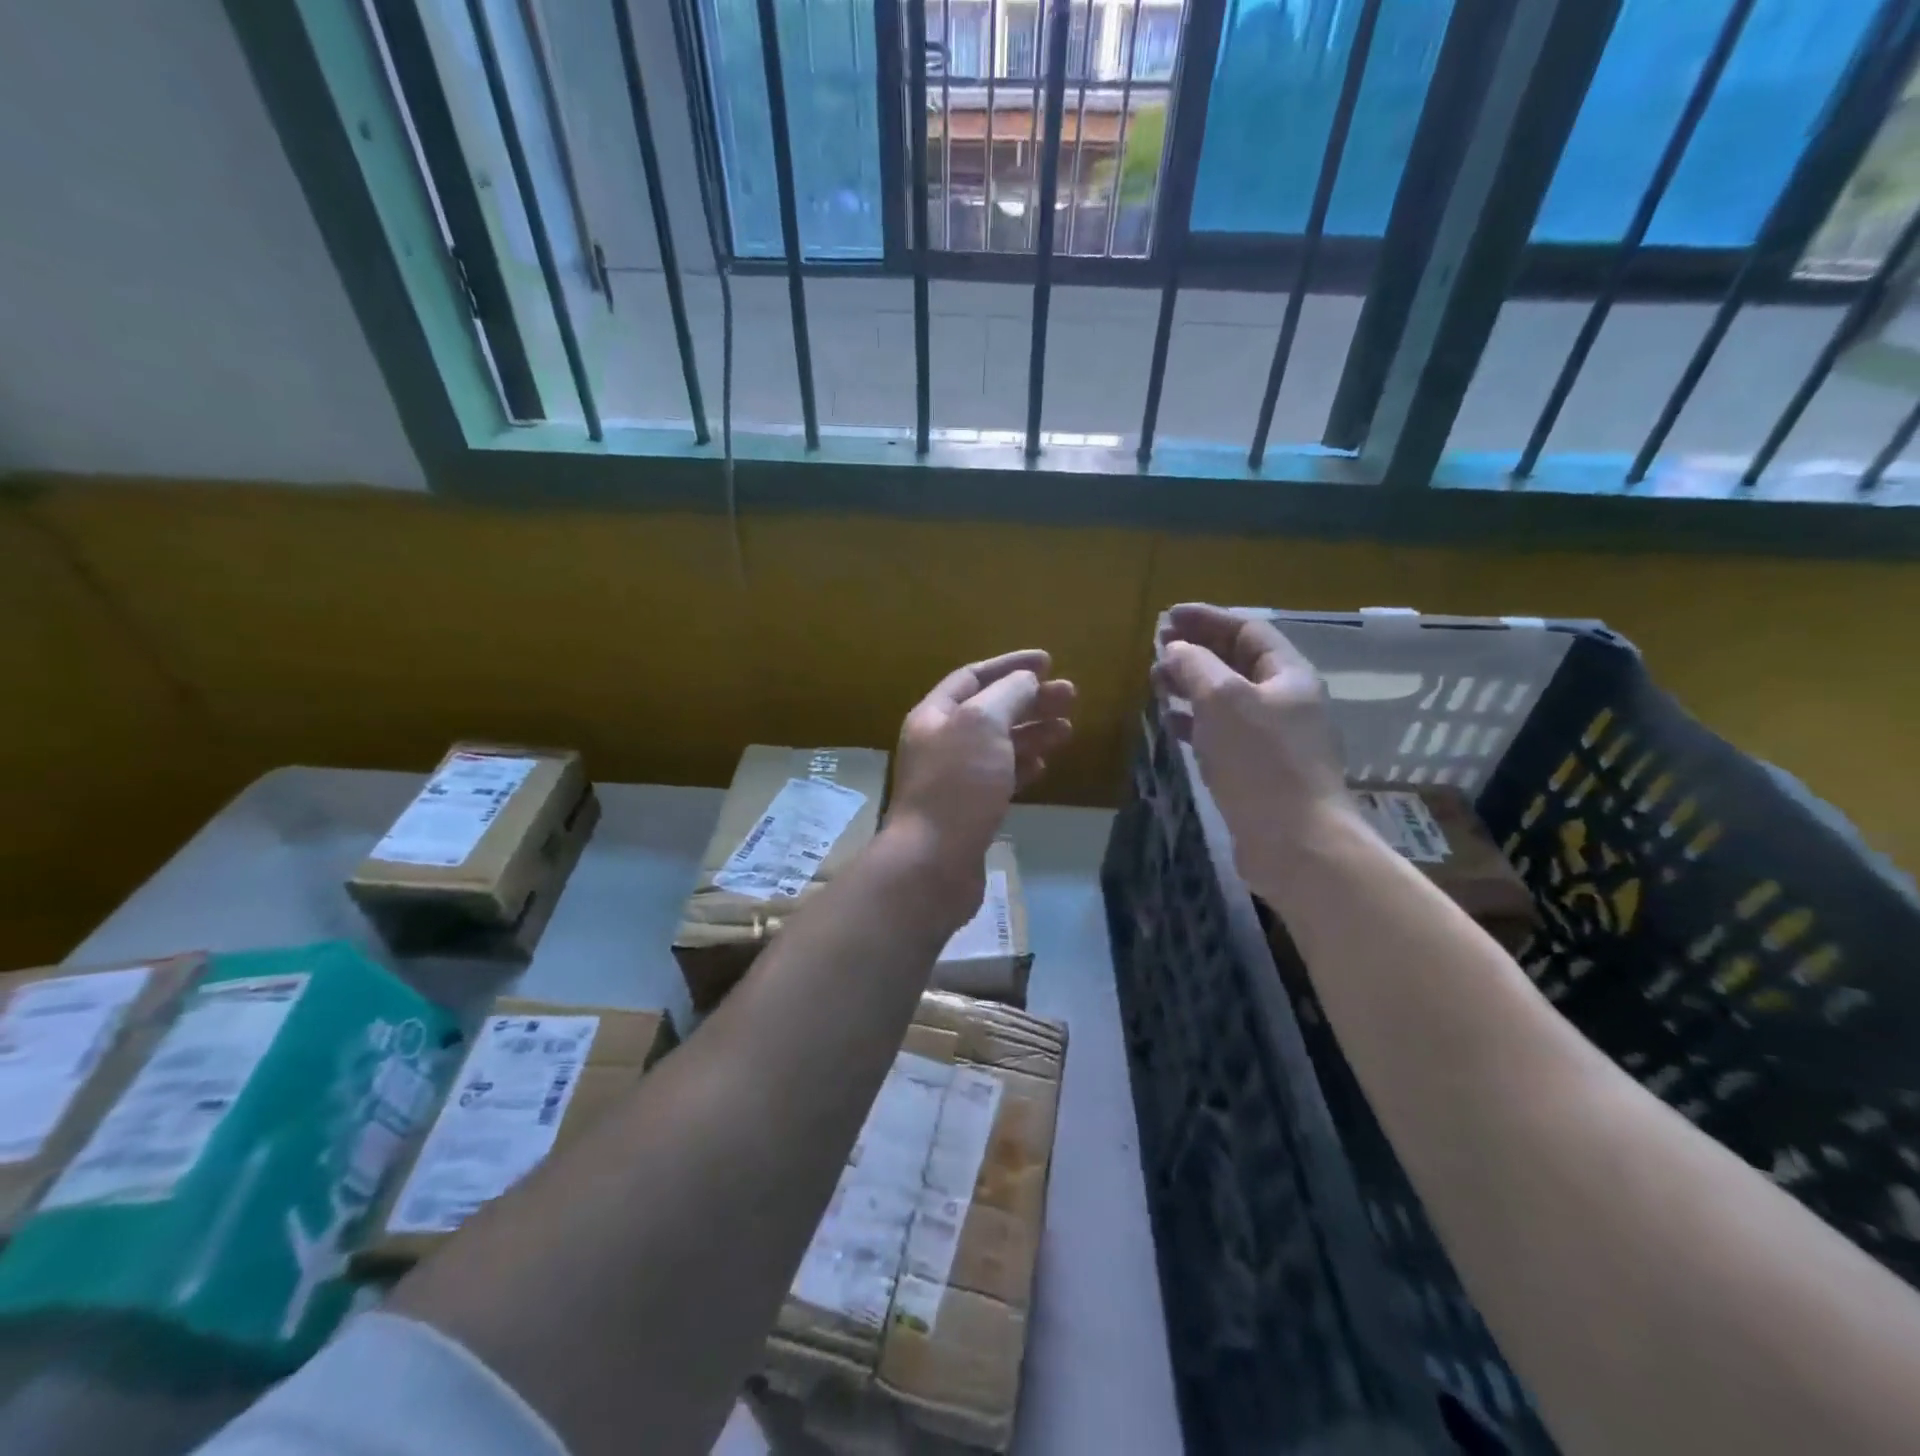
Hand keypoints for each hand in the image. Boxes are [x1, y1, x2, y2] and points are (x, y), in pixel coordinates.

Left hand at [890, 649, 1075, 882]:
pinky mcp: (969, 810)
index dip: (1010, 666)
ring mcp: (955, 778)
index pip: (973, 677)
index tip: (1049, 662)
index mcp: (935, 715)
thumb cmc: (957, 785)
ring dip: (1033, 732)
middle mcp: (941, 742)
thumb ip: (1007, 695)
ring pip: (999, 745)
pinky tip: (1044, 764)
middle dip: (1030, 700)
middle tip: (1071, 695)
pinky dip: (1023, 766)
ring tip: (1068, 728)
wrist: (934, 863)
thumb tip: (1026, 681)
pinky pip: (1000, 777)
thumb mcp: (983, 725)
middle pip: (990, 710)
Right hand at [1153, 604, 1353, 887]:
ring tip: (1157, 683)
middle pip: (1238, 662)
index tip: (1167, 617)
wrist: (1297, 843)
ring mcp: (1276, 739)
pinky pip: (1224, 732)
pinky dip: (1197, 721)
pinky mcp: (1261, 771)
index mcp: (1288, 675)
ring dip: (1193, 685)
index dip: (1207, 618)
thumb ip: (1195, 666)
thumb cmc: (1261, 762)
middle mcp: (1286, 701)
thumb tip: (1175, 650)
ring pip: (1228, 698)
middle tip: (1157, 650)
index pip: (1247, 630)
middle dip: (1197, 650)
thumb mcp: (1223, 700)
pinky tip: (1172, 724)